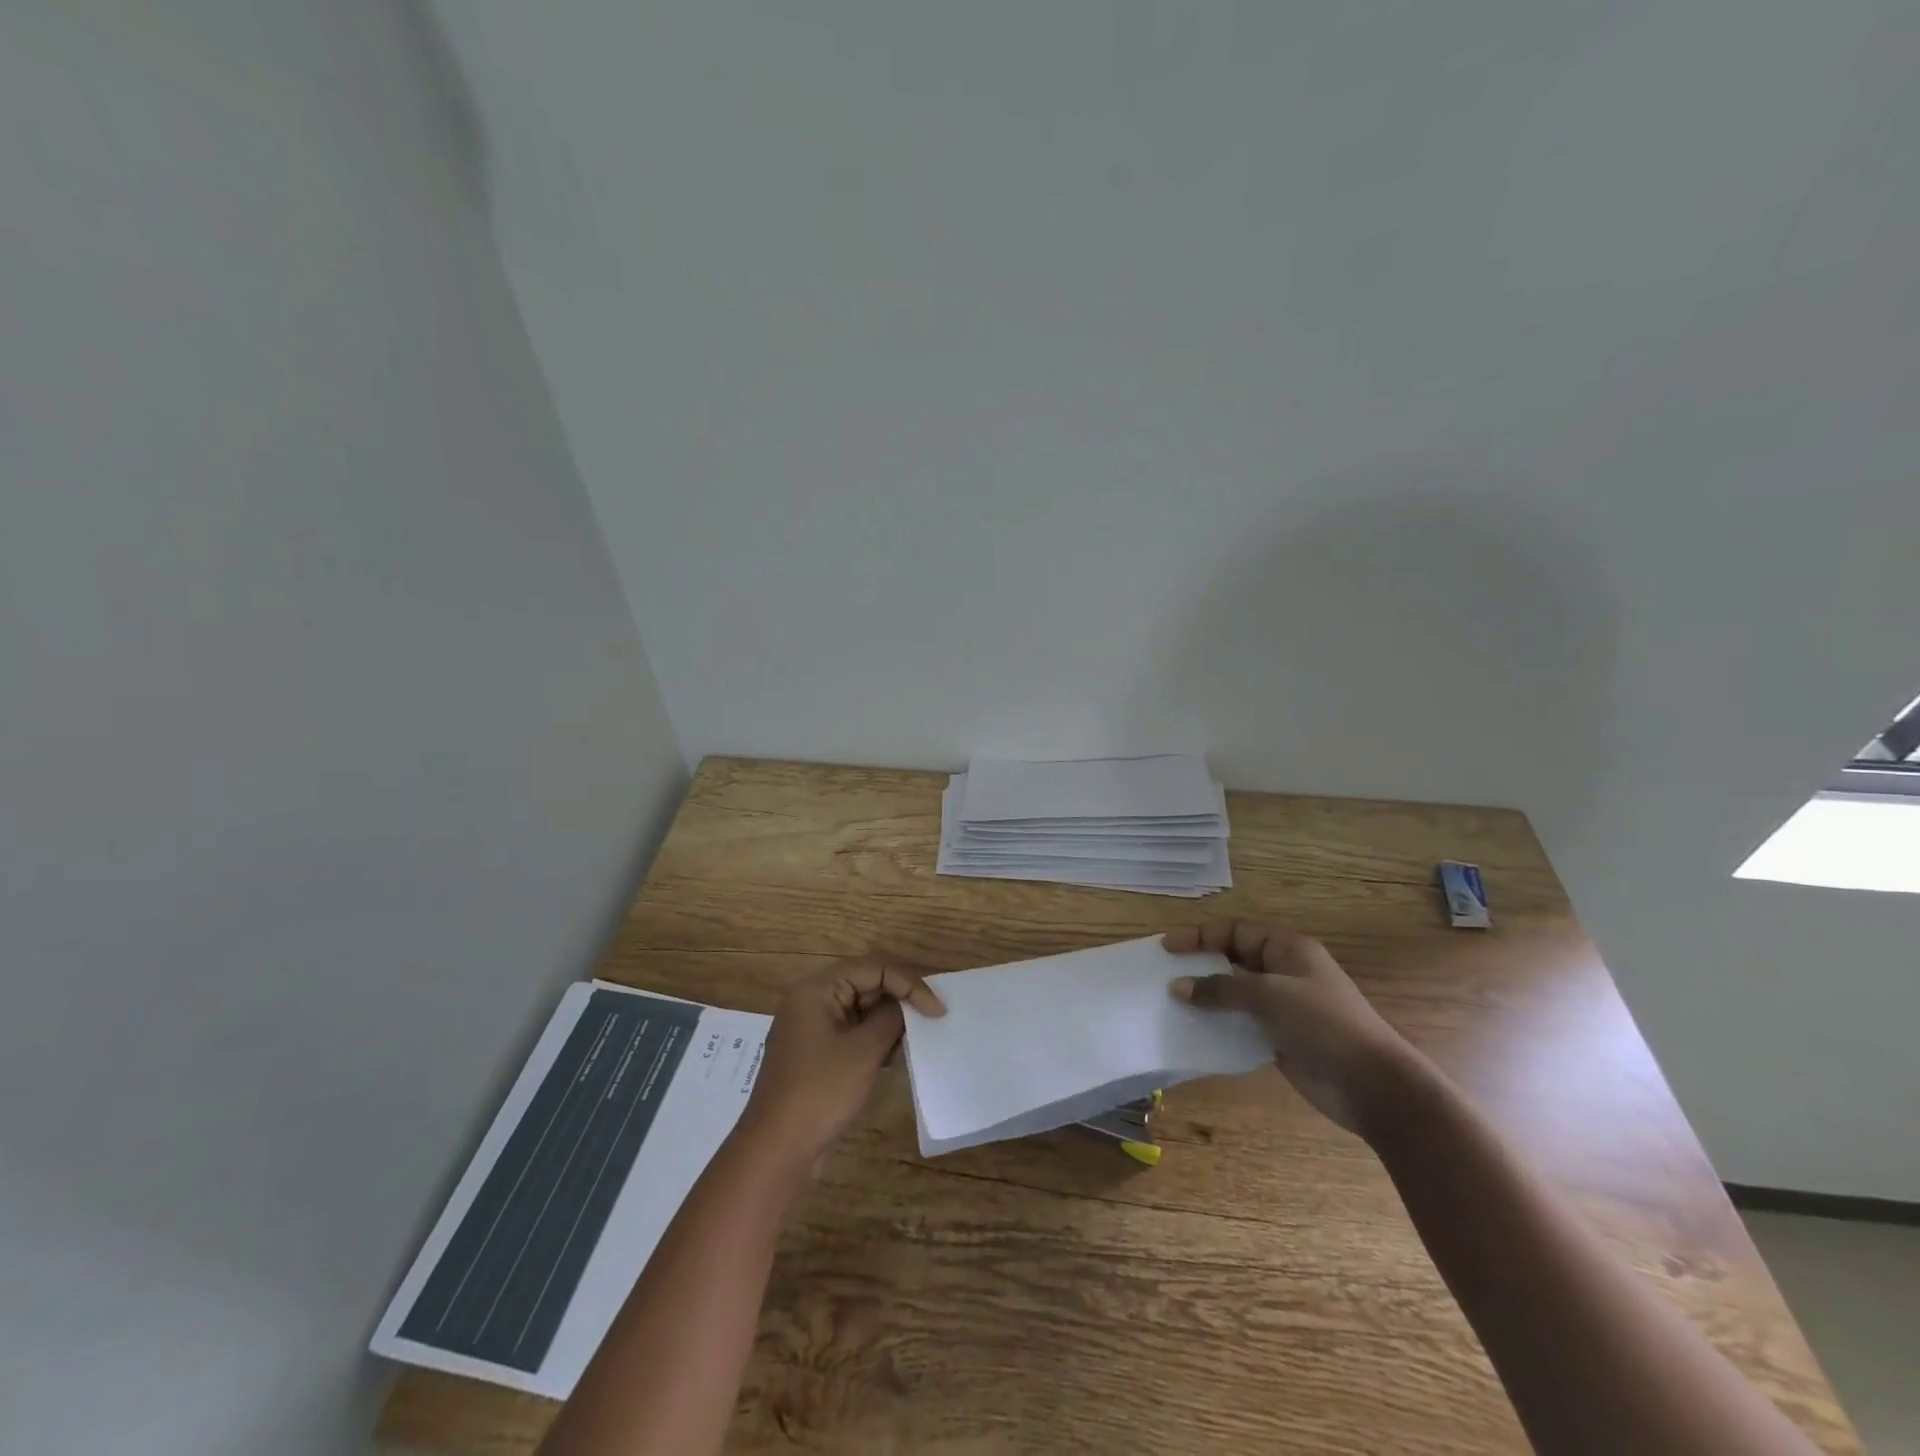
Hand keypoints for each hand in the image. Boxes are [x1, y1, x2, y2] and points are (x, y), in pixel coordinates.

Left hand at [740, 958, 945, 1158]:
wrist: (777, 1150)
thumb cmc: (821, 1091)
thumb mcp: (864, 1050)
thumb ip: (891, 1018)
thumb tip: (906, 1005)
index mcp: (816, 989)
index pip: (873, 968)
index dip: (909, 983)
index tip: (937, 1009)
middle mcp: (811, 1000)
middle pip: (865, 982)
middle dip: (900, 996)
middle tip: (933, 1013)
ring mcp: (811, 1027)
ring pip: (860, 1007)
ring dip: (889, 1017)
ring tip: (918, 1033)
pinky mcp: (815, 1053)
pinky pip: (851, 1030)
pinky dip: (874, 1036)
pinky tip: (895, 1053)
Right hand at [1165, 921, 1421, 1137]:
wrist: (1371, 1085)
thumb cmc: (1323, 1024)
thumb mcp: (1270, 996)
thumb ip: (1221, 988)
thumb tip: (1177, 986)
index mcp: (1287, 948)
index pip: (1235, 931)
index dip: (1200, 936)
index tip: (1167, 948)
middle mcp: (1283, 971)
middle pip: (1233, 959)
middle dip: (1200, 964)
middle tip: (1164, 973)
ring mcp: (1282, 1005)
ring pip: (1234, 992)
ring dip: (1206, 996)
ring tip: (1171, 1002)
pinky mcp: (1279, 1036)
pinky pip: (1240, 1022)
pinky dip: (1218, 1023)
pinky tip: (1195, 1030)